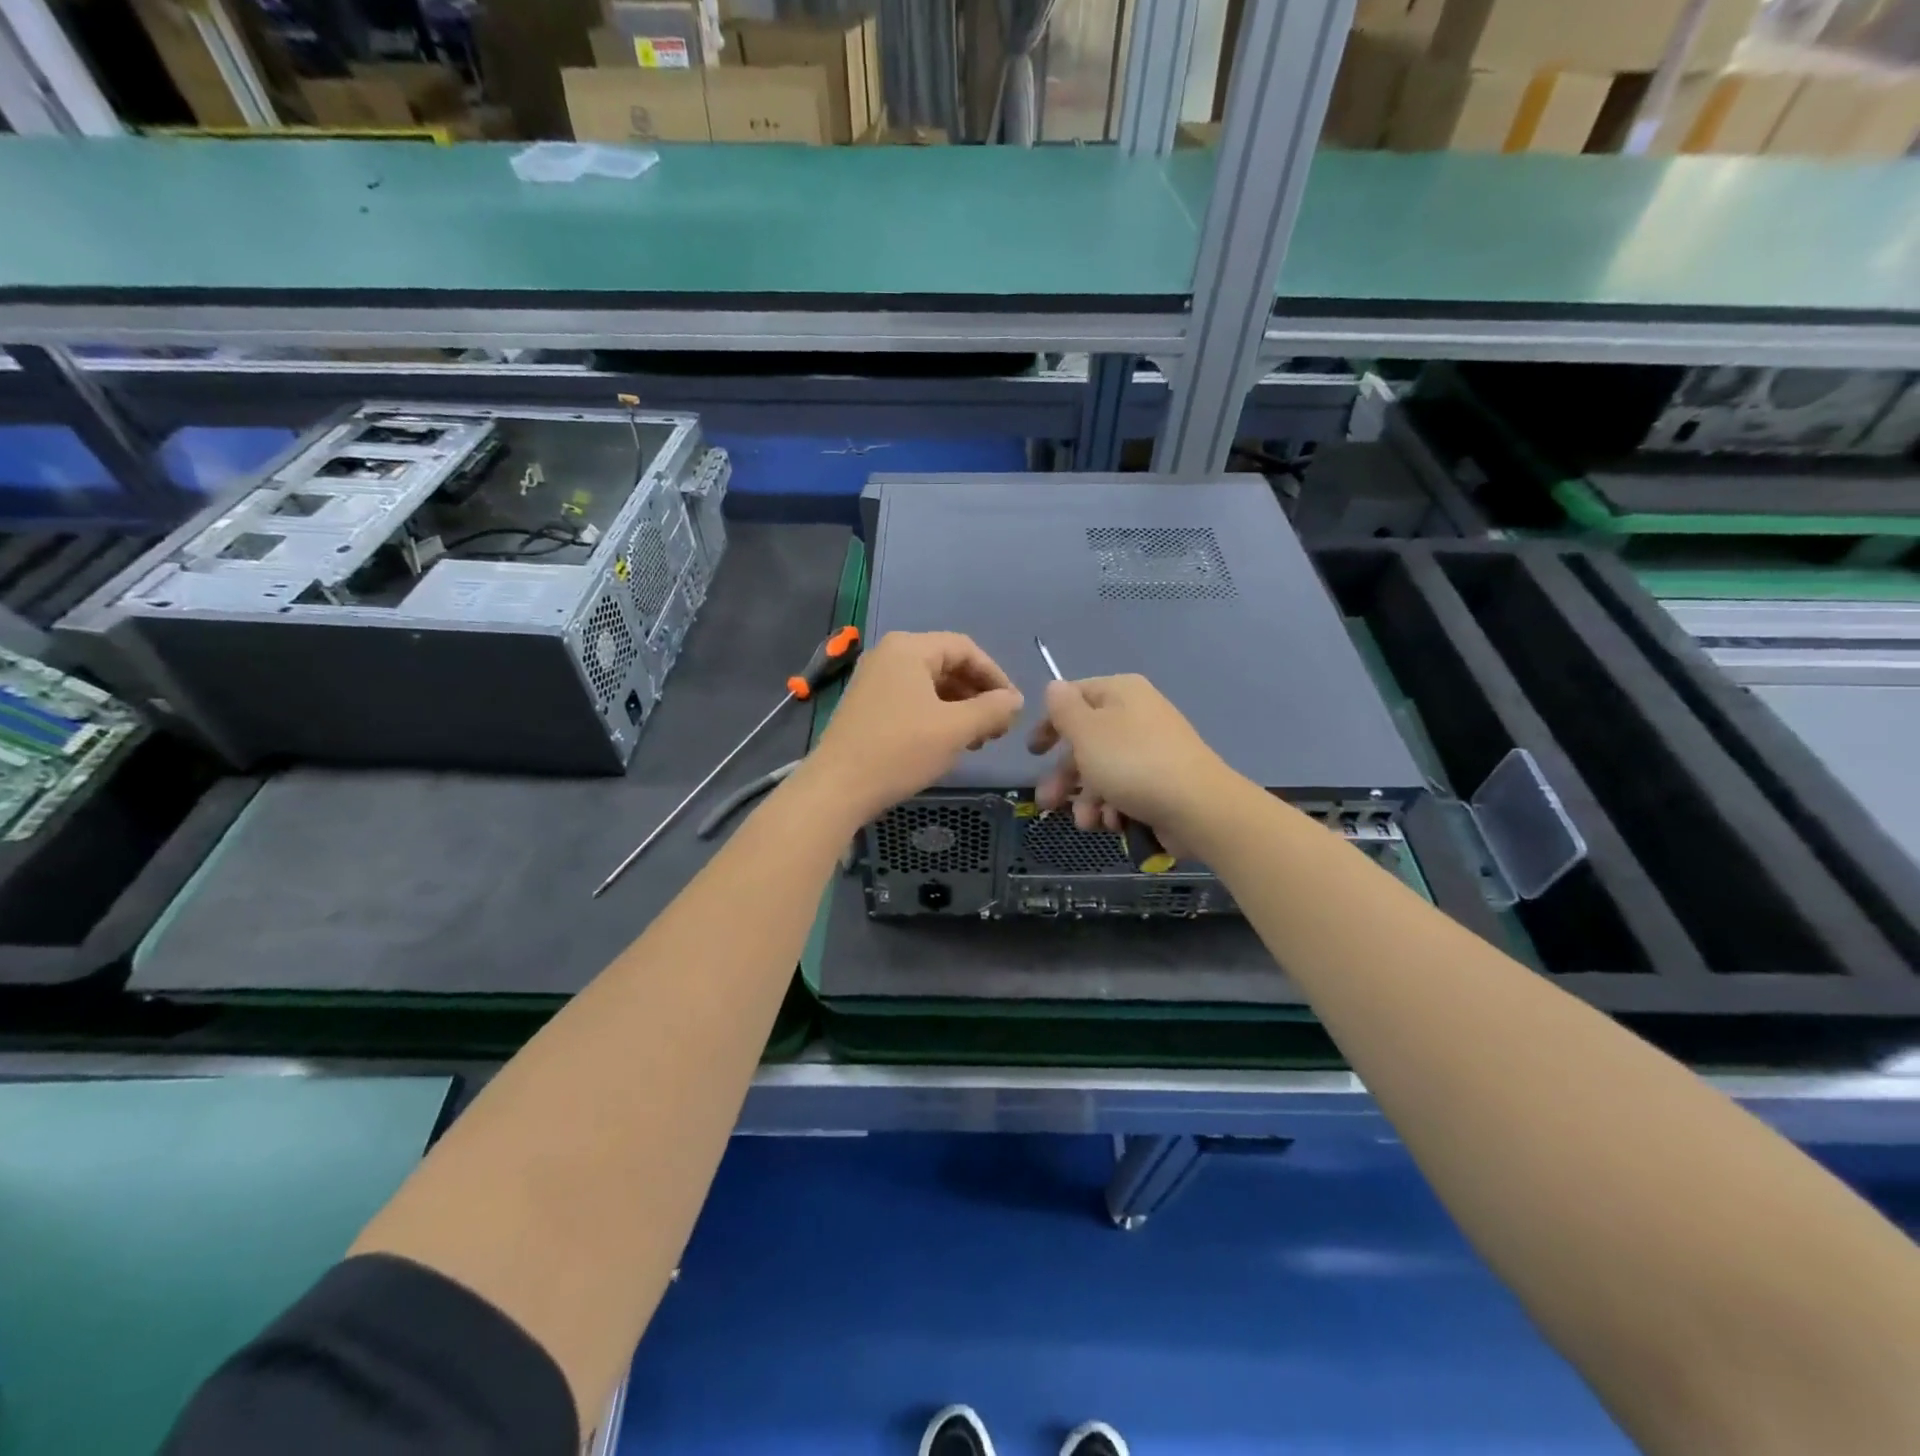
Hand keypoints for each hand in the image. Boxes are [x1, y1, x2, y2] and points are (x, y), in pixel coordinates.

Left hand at [806, 632, 1023, 823]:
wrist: (837, 788)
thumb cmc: (900, 751)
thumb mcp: (955, 729)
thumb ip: (992, 709)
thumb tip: (1016, 700)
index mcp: (909, 648)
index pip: (966, 649)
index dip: (996, 676)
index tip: (1013, 707)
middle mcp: (889, 655)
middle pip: (947, 665)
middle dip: (978, 694)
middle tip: (998, 727)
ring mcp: (874, 680)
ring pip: (930, 685)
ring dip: (960, 708)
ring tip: (978, 740)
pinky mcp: (866, 706)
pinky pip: (912, 700)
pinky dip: (936, 716)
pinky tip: (949, 742)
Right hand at [1027, 674, 1243, 857]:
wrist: (1198, 808)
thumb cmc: (1132, 763)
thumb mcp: (1086, 731)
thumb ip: (1064, 708)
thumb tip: (1055, 687)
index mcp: (1121, 693)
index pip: (1074, 697)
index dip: (1049, 724)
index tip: (1034, 752)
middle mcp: (1137, 716)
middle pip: (1086, 742)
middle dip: (1064, 776)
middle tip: (1047, 802)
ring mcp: (1152, 750)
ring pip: (1103, 772)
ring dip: (1087, 799)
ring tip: (1088, 822)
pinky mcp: (1162, 782)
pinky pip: (1126, 790)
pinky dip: (1114, 807)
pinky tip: (1114, 823)